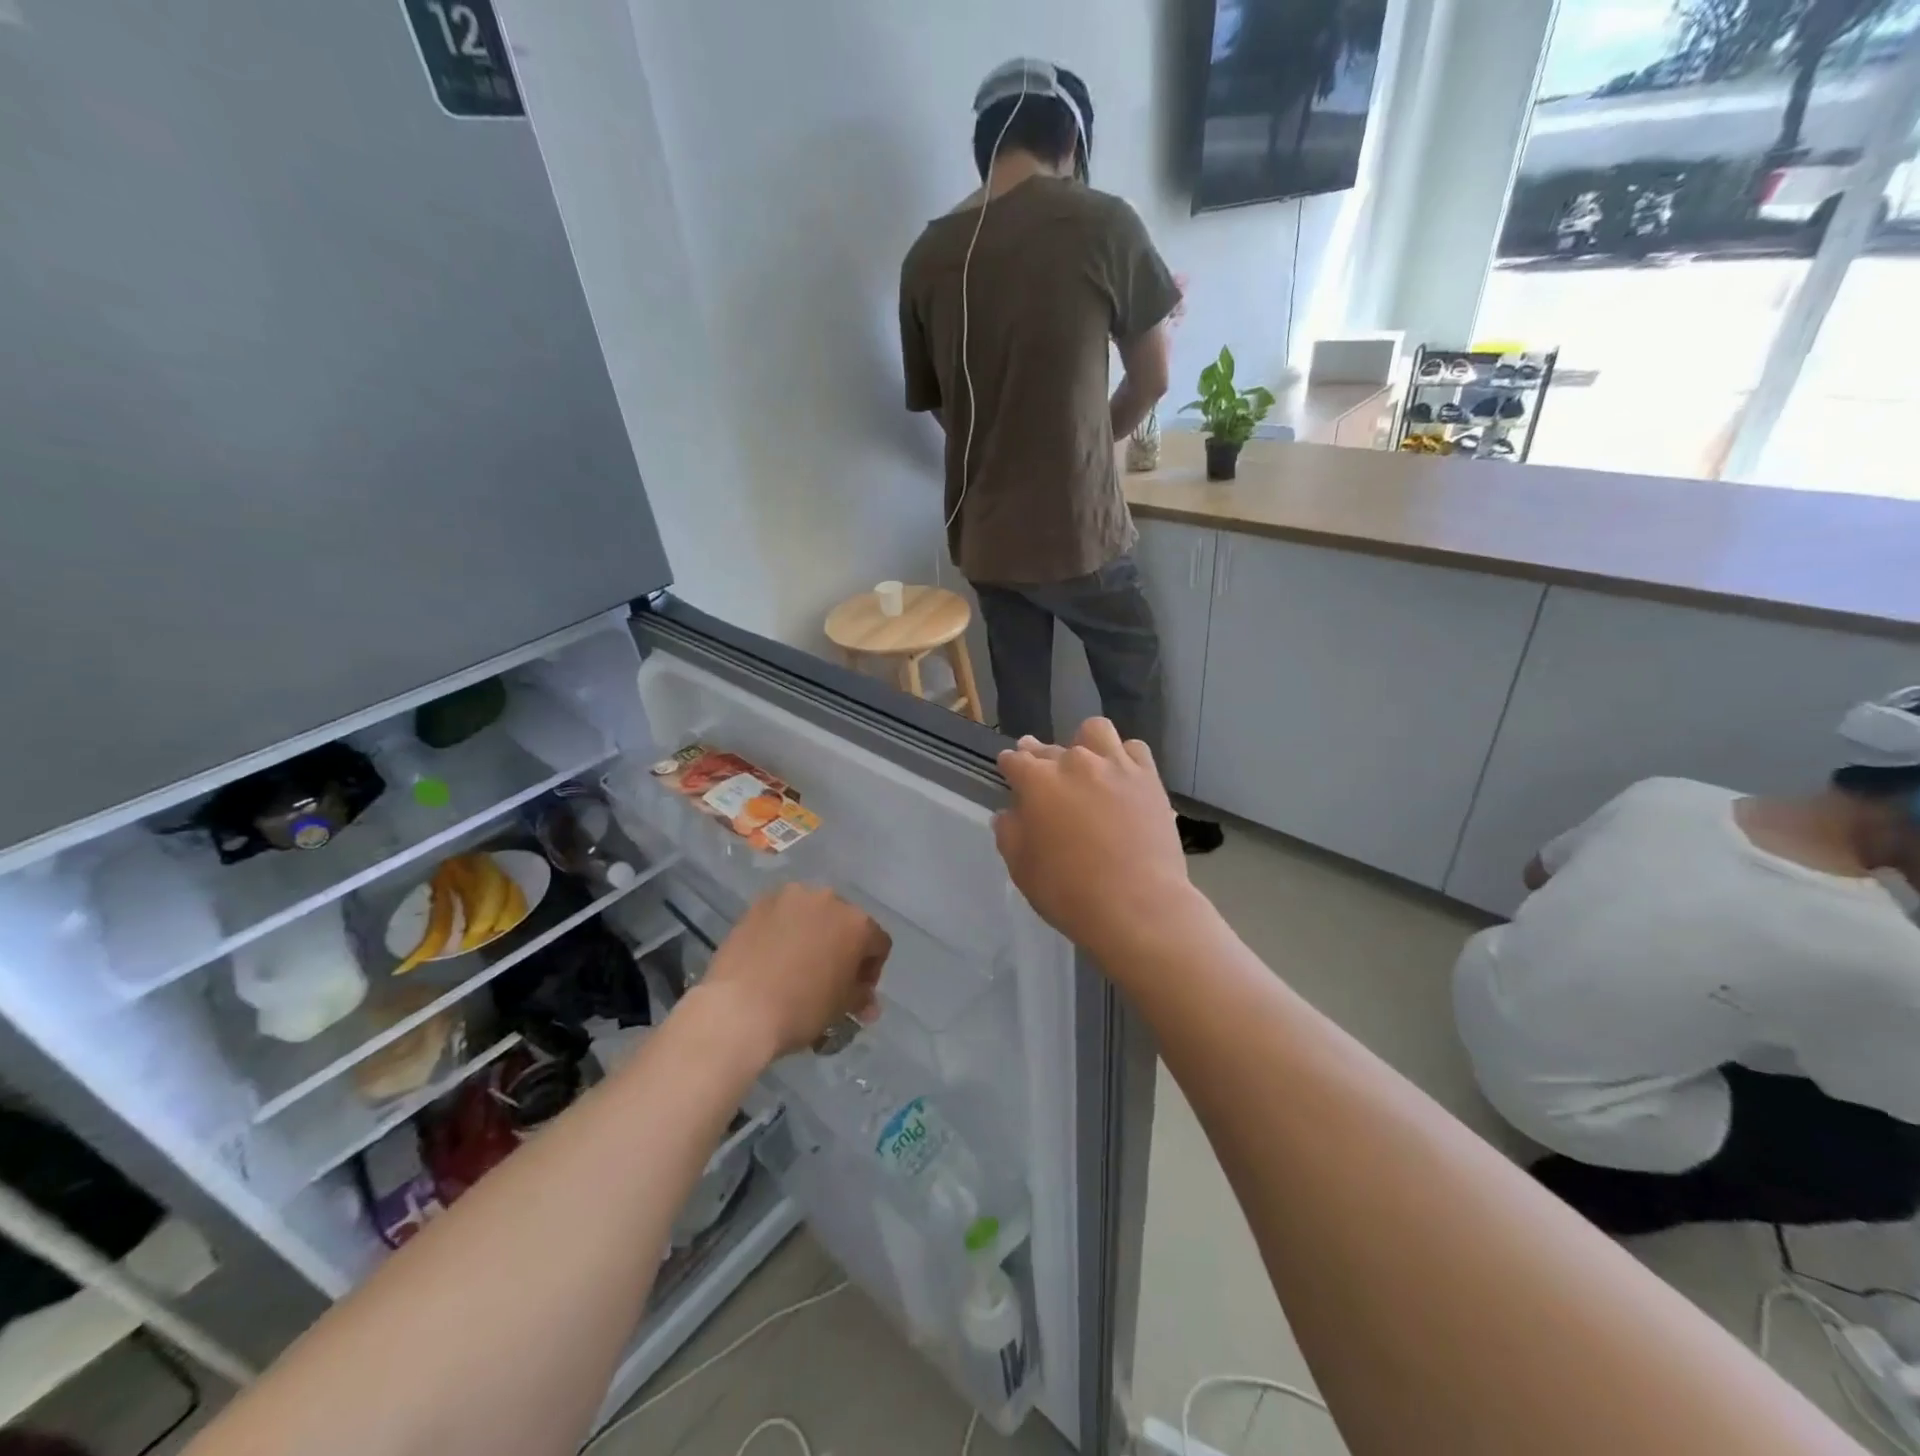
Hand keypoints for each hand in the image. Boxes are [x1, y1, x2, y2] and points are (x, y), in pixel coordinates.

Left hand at [699, 884, 889, 1061]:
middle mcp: (829, 899)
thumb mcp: (840, 1008)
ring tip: (796, 963)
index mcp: (857, 924)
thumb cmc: (800, 1009)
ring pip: (813, 914)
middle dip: (842, 947)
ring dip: (813, 934)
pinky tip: (773, 955)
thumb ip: (860, 997)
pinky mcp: (760, 902)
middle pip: (846, 922)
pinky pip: (783, 914)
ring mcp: (792, 897)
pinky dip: (785, 930)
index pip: (878, 943)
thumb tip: (867, 1003)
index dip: (871, 970)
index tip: (856, 992)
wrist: (738, 1008)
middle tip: (827, 977)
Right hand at [993, 719, 1194, 956]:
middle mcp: (1075, 763)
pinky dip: (1124, 757)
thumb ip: (1009, 832)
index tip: (1009, 772)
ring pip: (1094, 732)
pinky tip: (1121, 775)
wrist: (1137, 905)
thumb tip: (1009, 813)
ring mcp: (1115, 766)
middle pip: (1050, 748)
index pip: (1014, 760)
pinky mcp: (1148, 778)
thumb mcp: (1021, 869)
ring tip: (1086, 763)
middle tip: (1043, 776)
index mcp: (1037, 782)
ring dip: (1084, 743)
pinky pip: (1134, 749)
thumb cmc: (1069, 892)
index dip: (1009, 766)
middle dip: (1040, 756)